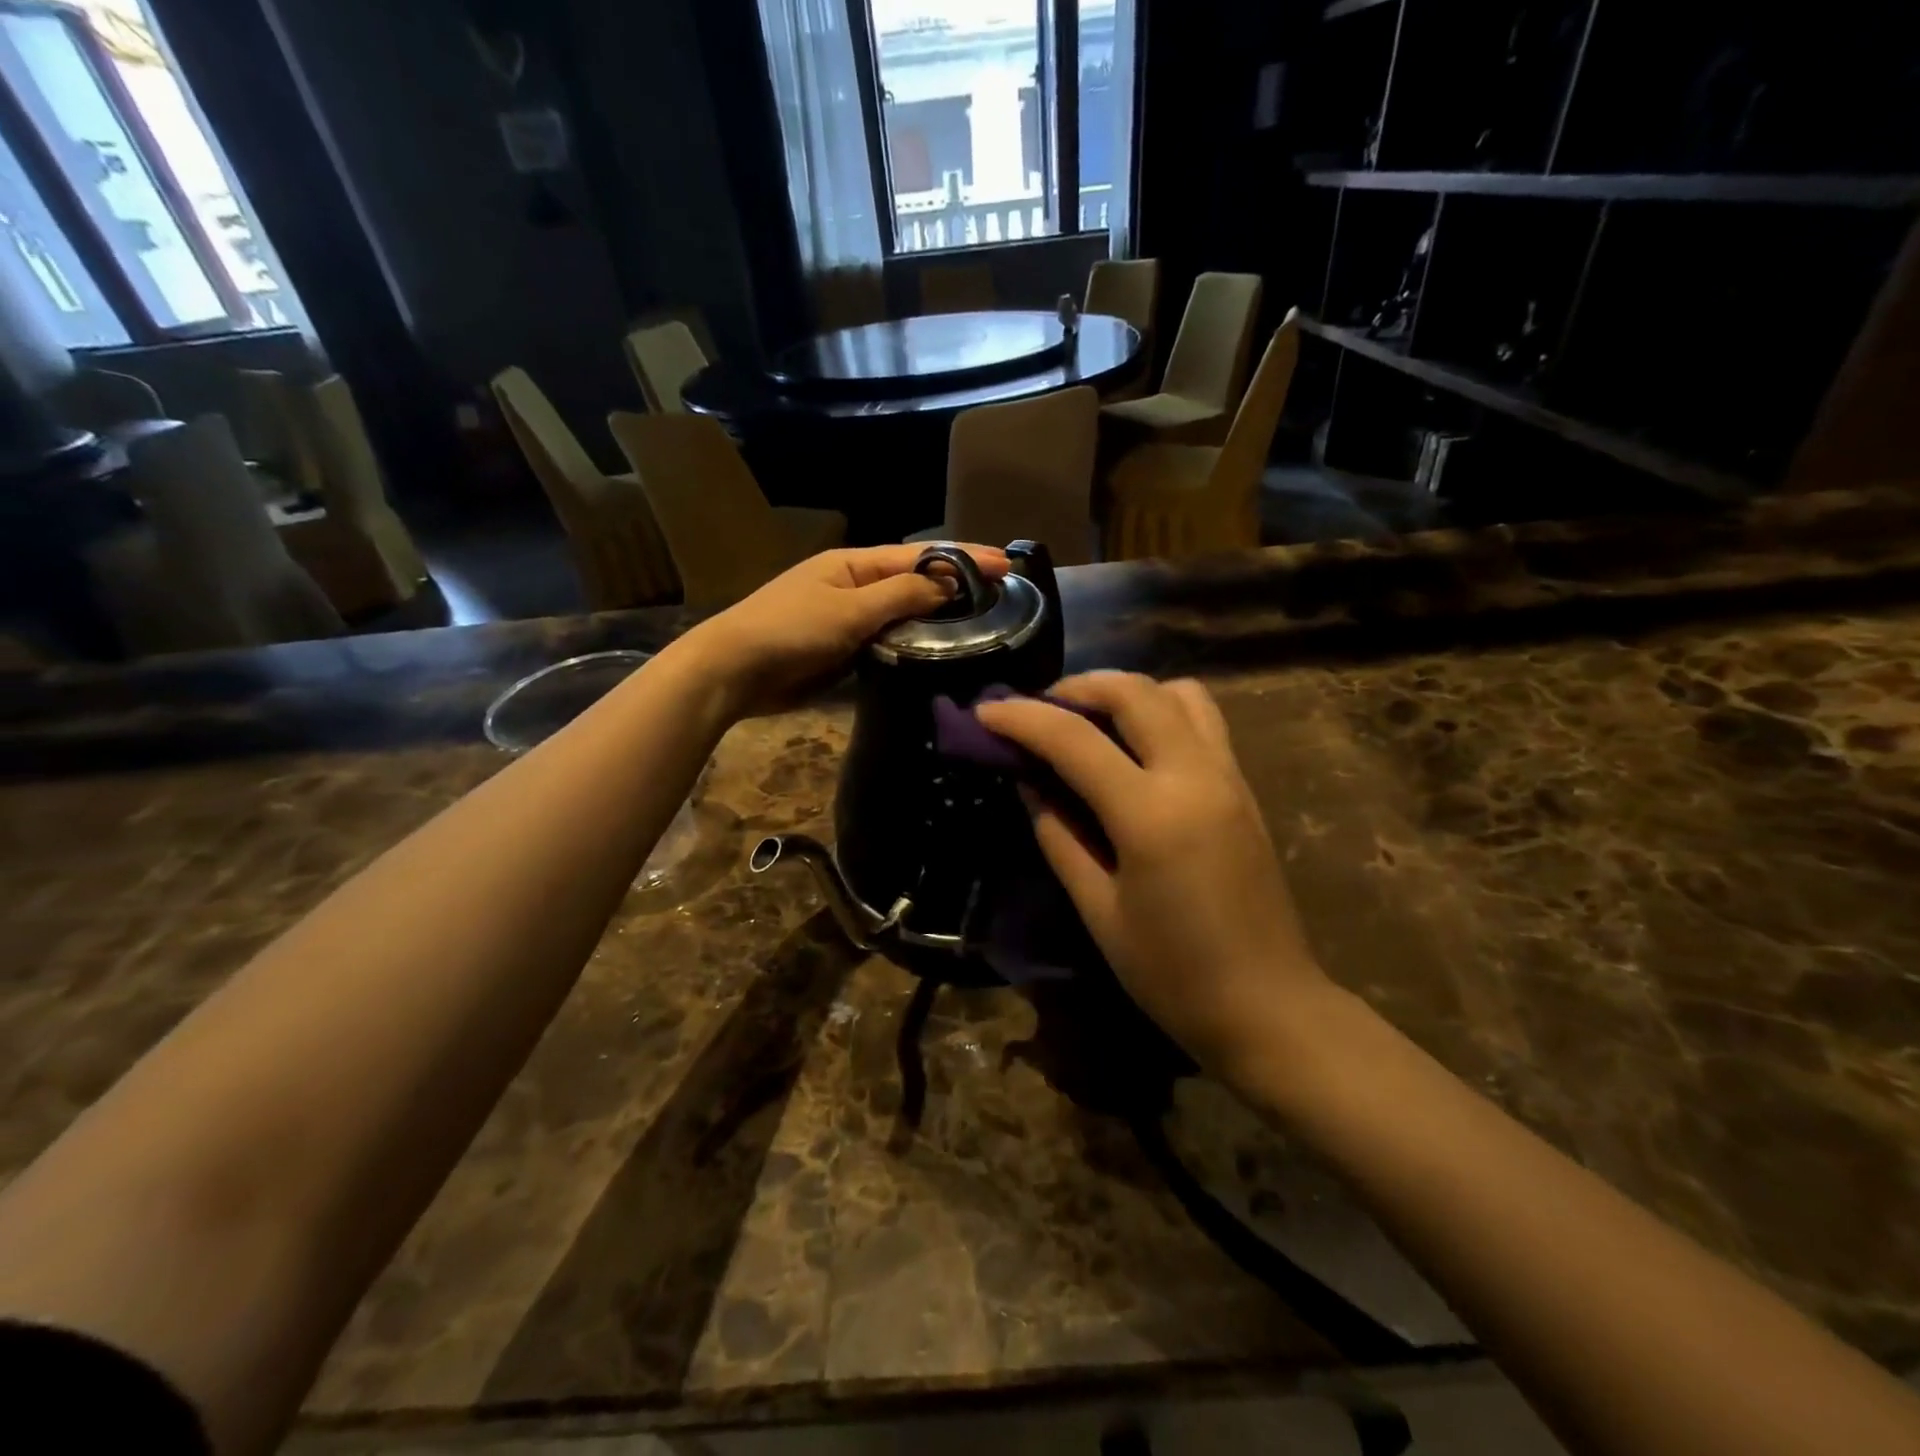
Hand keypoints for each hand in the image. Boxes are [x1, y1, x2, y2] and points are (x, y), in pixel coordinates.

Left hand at [675, 544, 1009, 715]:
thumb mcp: (849, 609)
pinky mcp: (844, 650)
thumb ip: (900, 595)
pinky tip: (939, 652)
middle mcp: (855, 585)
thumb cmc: (789, 629)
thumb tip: (947, 584)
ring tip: (982, 623)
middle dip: (956, 584)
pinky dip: (913, 642)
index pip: (920, 556)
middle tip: (1002, 594)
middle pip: (915, 581)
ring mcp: (849, 618)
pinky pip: (887, 640)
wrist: (734, 671)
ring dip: (938, 616)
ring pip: (904, 613)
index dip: (964, 558)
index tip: (1007, 563)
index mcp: (854, 564)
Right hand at [976, 672, 1332, 1079]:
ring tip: (1090, 720)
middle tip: (1039, 709)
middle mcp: (1195, 776)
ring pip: (1177, 693)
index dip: (1021, 718)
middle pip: (1133, 692)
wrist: (1269, 1006)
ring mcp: (1228, 776)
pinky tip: (1134, 746)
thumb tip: (1029, 782)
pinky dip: (1160, 710)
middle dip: (1076, 686)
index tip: (983, 712)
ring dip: (1126, 692)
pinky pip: (1202, 719)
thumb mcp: (1098, 910)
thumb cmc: (1172, 974)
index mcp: (1151, 814)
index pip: (1074, 739)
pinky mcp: (1244, 787)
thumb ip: (1059, 836)